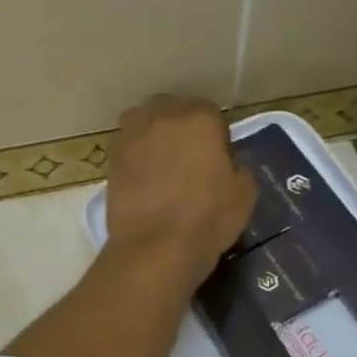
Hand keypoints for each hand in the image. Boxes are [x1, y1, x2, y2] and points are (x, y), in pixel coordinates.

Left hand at [104, 95, 255, 283]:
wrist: (155, 247)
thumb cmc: (208, 218)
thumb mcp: (244, 192)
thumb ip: (236, 165)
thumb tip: (225, 161)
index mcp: (200, 118)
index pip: (210, 111)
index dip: (214, 133)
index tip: (216, 155)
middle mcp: (163, 117)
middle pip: (172, 109)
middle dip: (180, 125)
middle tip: (188, 156)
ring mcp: (133, 136)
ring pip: (144, 121)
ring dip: (153, 134)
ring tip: (161, 162)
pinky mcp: (111, 158)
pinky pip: (127, 146)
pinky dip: (135, 155)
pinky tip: (143, 178)